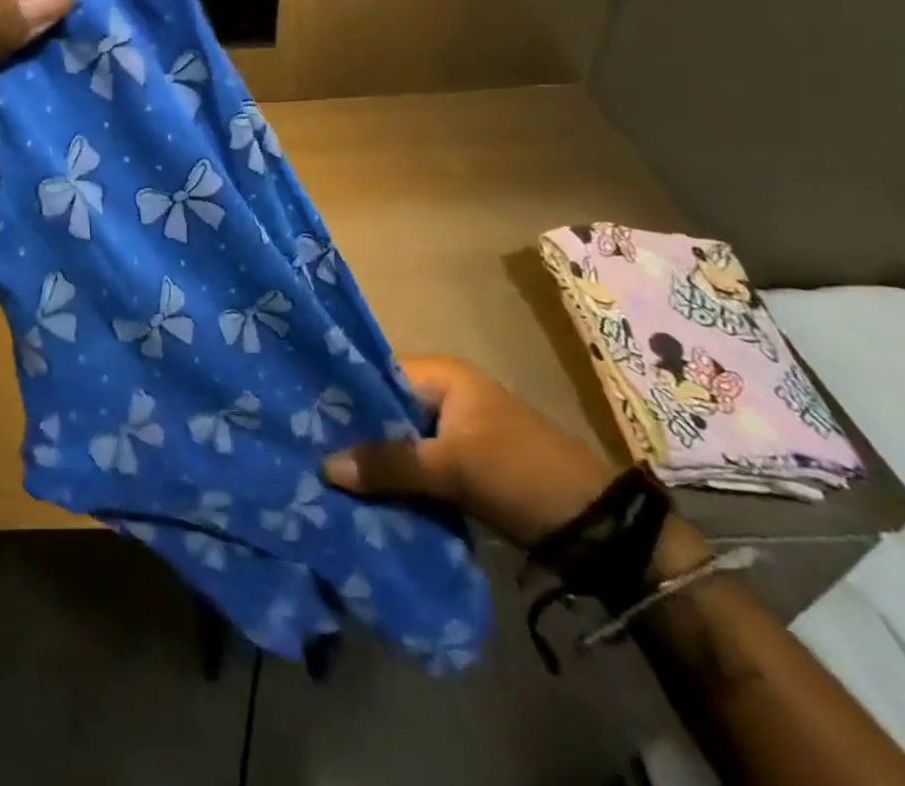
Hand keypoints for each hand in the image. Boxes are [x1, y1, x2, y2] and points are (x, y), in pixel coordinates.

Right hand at [323, 355, 622, 549]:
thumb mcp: (454, 466)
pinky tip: (361, 496)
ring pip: (397, 441)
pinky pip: (414, 466)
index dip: (342, 393)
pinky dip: (393, 480)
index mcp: (441, 375)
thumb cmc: (521, 473)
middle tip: (307, 448)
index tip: (303, 413)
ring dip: (371, 460)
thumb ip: (390, 463)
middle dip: (352, 431)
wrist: (601, 531)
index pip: (375, 372)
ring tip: (325, 475)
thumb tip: (325, 465)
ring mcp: (453, 433)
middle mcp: (443, 395)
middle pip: (383, 409)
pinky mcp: (460, 467)